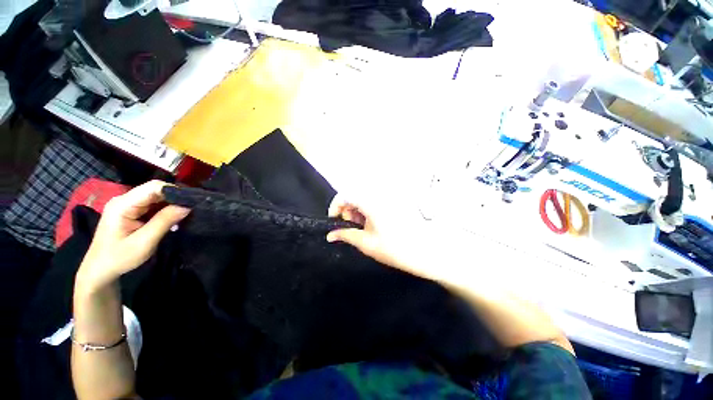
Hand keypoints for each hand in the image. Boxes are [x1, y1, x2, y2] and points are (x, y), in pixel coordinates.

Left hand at [76, 180, 189, 290]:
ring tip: (185, 215)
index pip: (154, 187)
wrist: (100, 270)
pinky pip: (154, 204)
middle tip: (193, 210)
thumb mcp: (144, 242)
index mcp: (123, 204)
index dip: (175, 191)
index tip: (193, 202)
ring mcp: (128, 204)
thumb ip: (165, 221)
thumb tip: (188, 205)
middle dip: (176, 198)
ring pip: (157, 197)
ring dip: (172, 205)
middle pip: (156, 190)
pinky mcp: (132, 210)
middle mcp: (125, 199)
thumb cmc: (119, 258)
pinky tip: (174, 219)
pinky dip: (166, 210)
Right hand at [326, 193, 446, 281]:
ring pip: (364, 200)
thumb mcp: (365, 243)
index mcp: (371, 202)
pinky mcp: (393, 205)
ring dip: (358, 213)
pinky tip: (373, 226)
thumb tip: (331, 235)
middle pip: (354, 196)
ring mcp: (387, 200)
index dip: (335, 207)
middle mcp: (379, 196)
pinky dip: (368, 213)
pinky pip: (374, 203)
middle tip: (352, 229)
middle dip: (348, 212)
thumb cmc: (394, 249)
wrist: (424, 253)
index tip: (334, 221)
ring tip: (364, 230)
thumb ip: (345, 235)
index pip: (345, 195)